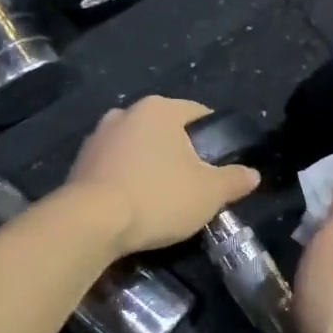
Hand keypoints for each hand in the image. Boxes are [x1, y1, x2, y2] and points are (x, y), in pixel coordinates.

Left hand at [65, 97, 260, 255]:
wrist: (91, 222)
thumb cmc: (158, 198)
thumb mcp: (209, 193)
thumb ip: (234, 180)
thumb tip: (252, 174)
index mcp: (160, 109)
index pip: (197, 113)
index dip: (213, 136)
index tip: (221, 162)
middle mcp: (126, 112)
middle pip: (164, 129)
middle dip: (179, 151)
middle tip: (194, 182)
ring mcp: (98, 136)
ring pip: (137, 146)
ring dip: (150, 164)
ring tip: (162, 194)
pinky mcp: (79, 162)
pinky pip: (114, 165)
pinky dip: (126, 178)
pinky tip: (134, 202)